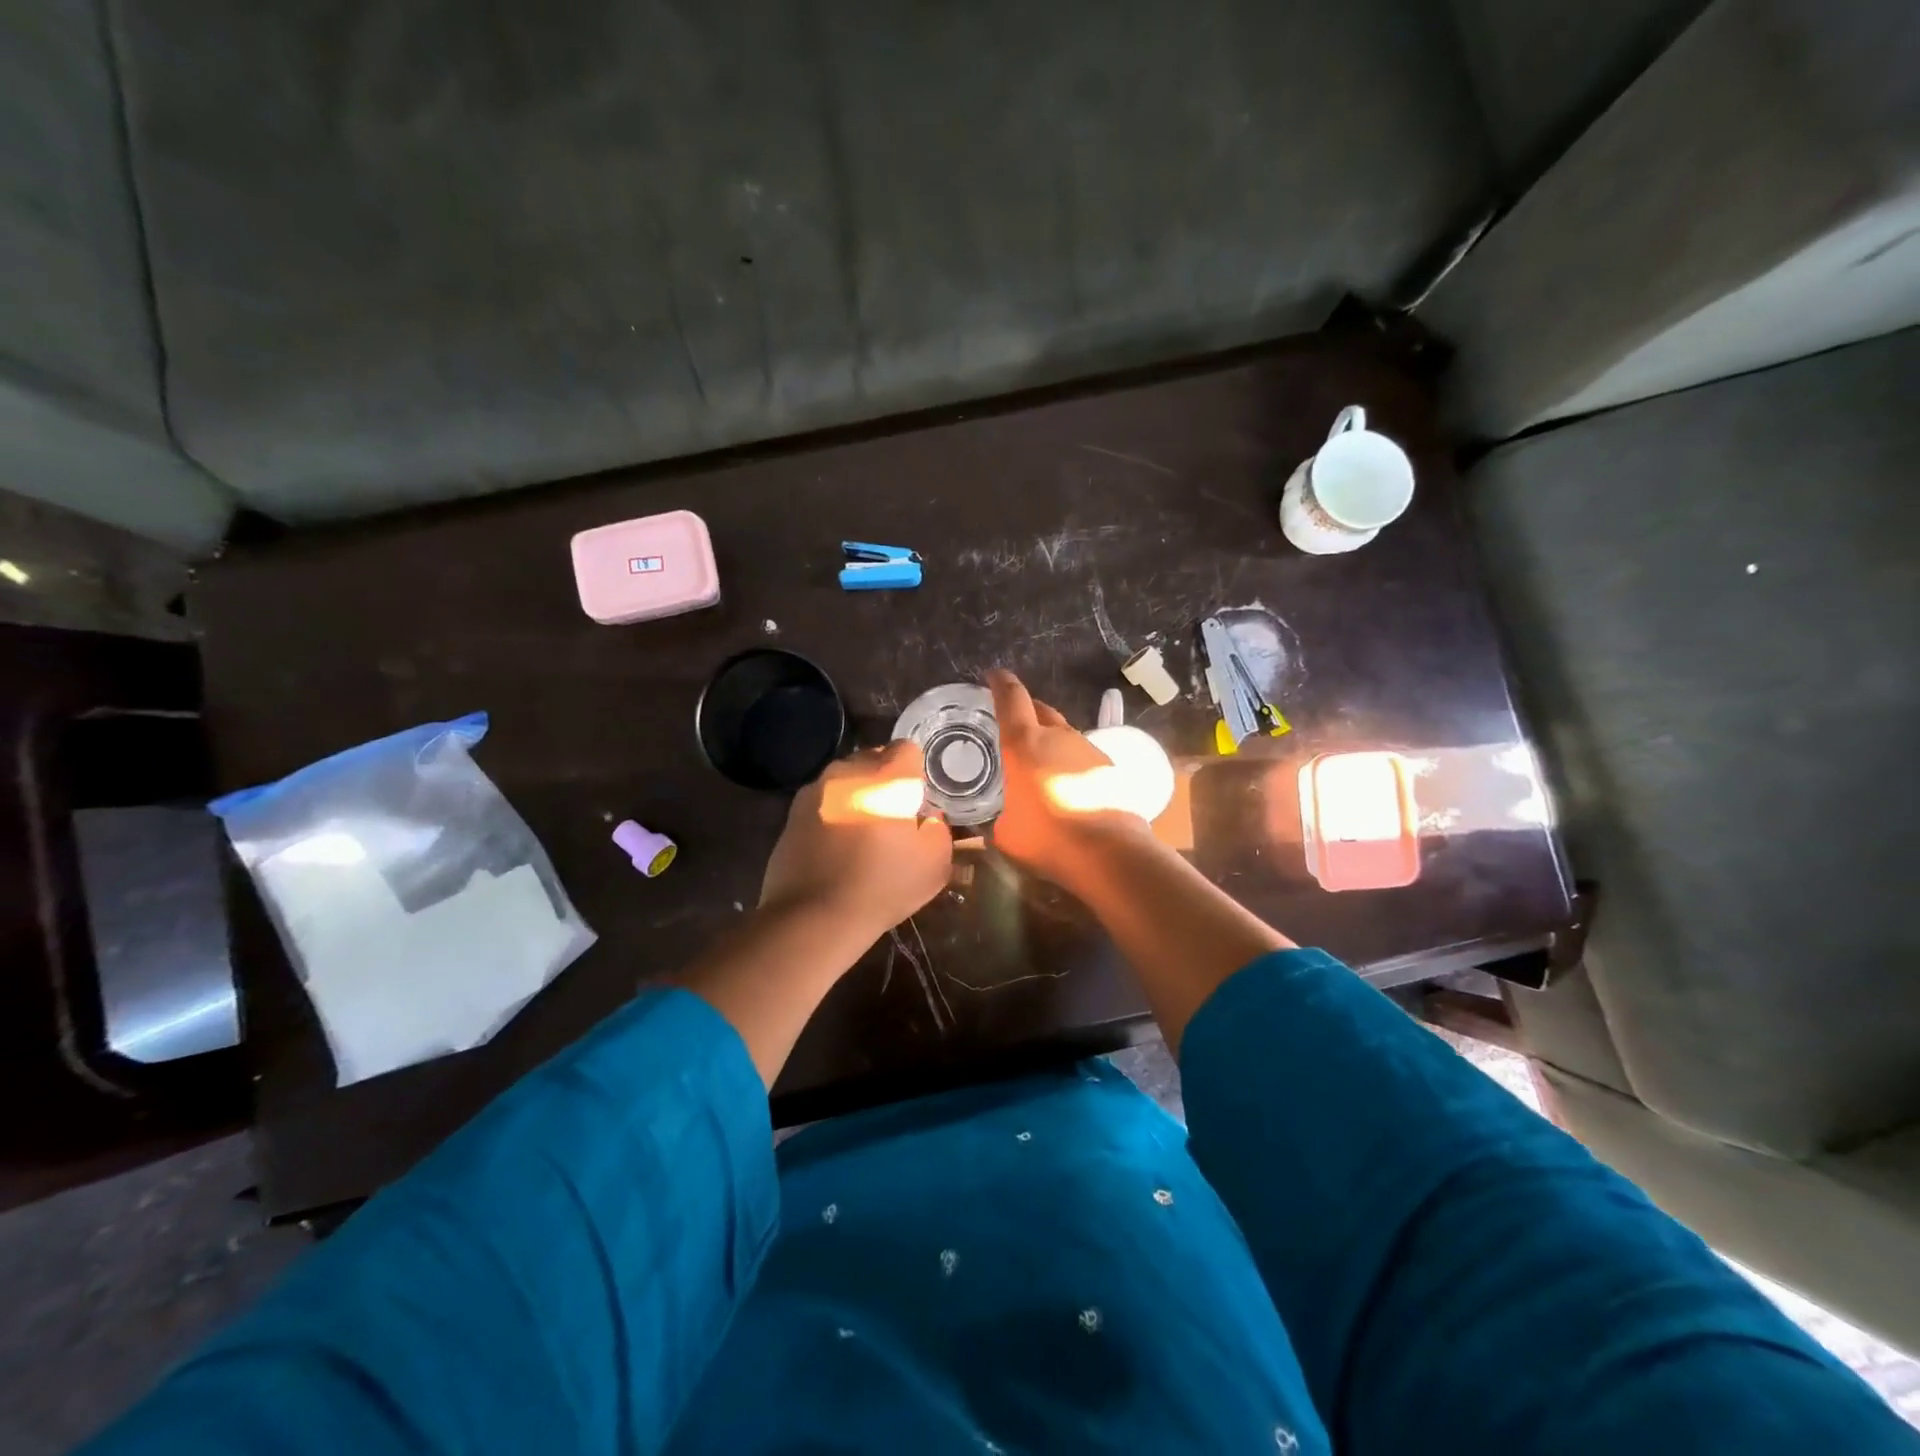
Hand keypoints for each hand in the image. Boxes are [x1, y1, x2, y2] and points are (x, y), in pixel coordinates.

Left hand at [759, 741, 952, 945]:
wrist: (813, 916)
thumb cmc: (882, 887)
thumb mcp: (934, 864)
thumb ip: (939, 830)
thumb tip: (928, 818)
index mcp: (886, 777)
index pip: (907, 749)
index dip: (916, 772)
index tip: (918, 799)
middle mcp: (848, 772)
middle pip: (873, 759)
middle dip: (885, 780)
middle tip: (893, 815)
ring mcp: (816, 790)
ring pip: (845, 779)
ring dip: (857, 795)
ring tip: (863, 832)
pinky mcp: (792, 812)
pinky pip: (823, 801)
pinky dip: (833, 813)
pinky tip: (836, 846)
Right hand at [987, 669, 1150, 892]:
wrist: (1110, 852)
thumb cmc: (1048, 838)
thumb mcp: (1007, 834)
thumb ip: (998, 821)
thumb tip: (997, 824)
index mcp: (1024, 744)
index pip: (1011, 699)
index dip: (1001, 684)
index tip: (994, 675)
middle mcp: (1058, 737)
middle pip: (1041, 710)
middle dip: (1027, 709)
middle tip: (1014, 721)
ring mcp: (1088, 749)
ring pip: (1064, 735)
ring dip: (1051, 741)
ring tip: (1040, 762)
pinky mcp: (1109, 768)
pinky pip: (1082, 757)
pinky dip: (1070, 764)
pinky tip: (1067, 786)